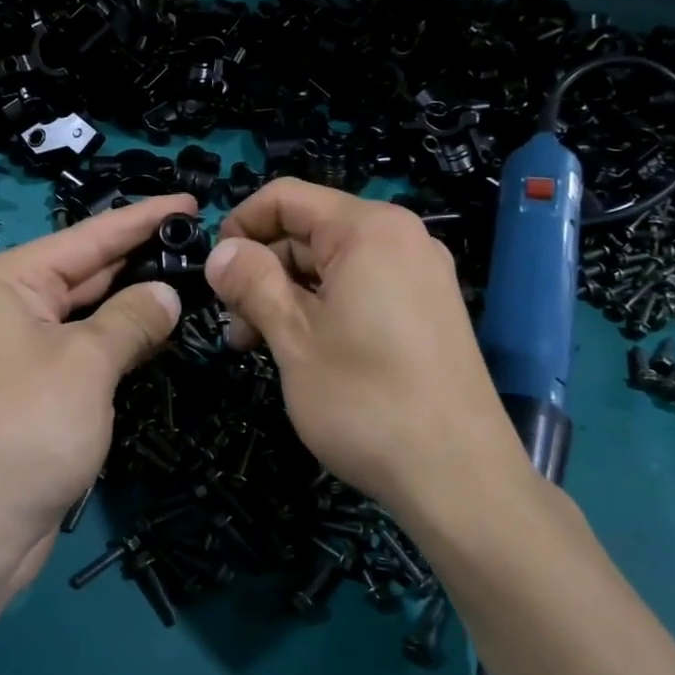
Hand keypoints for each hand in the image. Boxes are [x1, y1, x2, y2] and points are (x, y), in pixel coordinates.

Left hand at [0, 194, 195, 588]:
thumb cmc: (26, 431)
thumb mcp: (88, 365)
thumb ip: (133, 318)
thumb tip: (167, 294)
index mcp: (2, 281)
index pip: (88, 237)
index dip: (143, 219)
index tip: (190, 200)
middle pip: (81, 271)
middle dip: (138, 260)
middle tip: (198, 242)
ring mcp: (5, 349)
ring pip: (79, 313)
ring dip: (128, 303)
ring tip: (187, 280)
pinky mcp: (17, 388)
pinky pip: (73, 348)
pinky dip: (110, 340)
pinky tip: (152, 331)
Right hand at [205, 179, 532, 518]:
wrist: (460, 478)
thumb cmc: (366, 401)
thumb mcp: (294, 338)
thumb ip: (252, 283)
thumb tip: (220, 251)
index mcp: (368, 229)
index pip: (286, 197)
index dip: (240, 225)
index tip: (214, 273)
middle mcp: (401, 238)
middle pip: (310, 230)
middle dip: (263, 269)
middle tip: (234, 324)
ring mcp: (420, 275)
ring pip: (332, 264)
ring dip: (287, 295)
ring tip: (257, 345)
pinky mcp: (427, 310)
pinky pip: (362, 288)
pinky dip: (323, 308)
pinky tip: (301, 351)